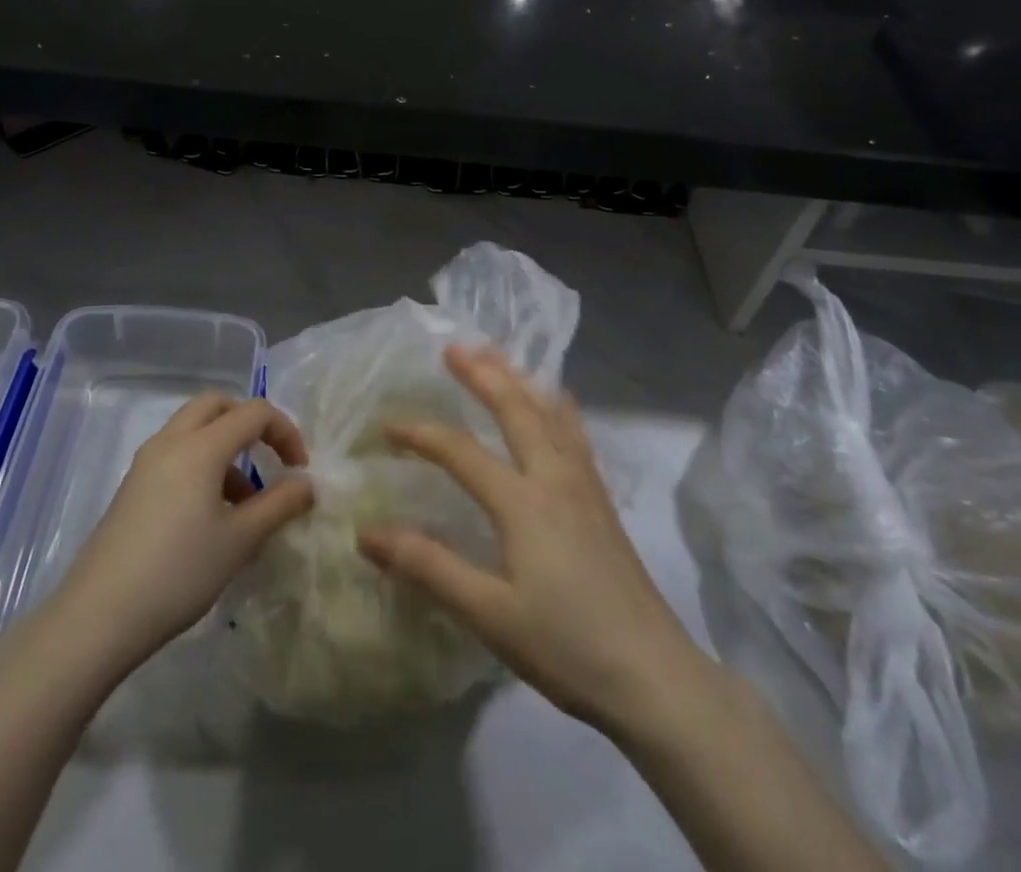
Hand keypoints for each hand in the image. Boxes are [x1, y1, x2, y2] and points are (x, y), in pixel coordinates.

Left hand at [38, 395, 313, 682]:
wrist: (96, 618)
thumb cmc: (178, 573)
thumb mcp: (239, 541)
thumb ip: (279, 505)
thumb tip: (307, 484)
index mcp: (201, 446)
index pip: (254, 412)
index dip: (285, 432)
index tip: (299, 470)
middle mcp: (171, 441)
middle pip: (217, 405)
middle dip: (250, 422)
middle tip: (269, 457)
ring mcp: (146, 463)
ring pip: (193, 428)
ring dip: (225, 446)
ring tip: (245, 501)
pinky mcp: (132, 487)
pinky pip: (176, 454)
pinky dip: (202, 464)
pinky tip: (210, 516)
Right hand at [360, 345, 707, 735]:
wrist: (653, 675)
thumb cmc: (566, 645)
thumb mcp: (488, 613)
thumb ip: (428, 566)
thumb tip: (367, 532)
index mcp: (522, 501)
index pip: (461, 452)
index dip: (422, 434)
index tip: (389, 426)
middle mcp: (554, 477)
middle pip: (516, 409)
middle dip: (483, 374)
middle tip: (455, 346)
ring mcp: (585, 486)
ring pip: (551, 413)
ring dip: (521, 380)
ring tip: (501, 357)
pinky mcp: (603, 501)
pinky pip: (575, 433)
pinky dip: (555, 406)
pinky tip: (556, 406)